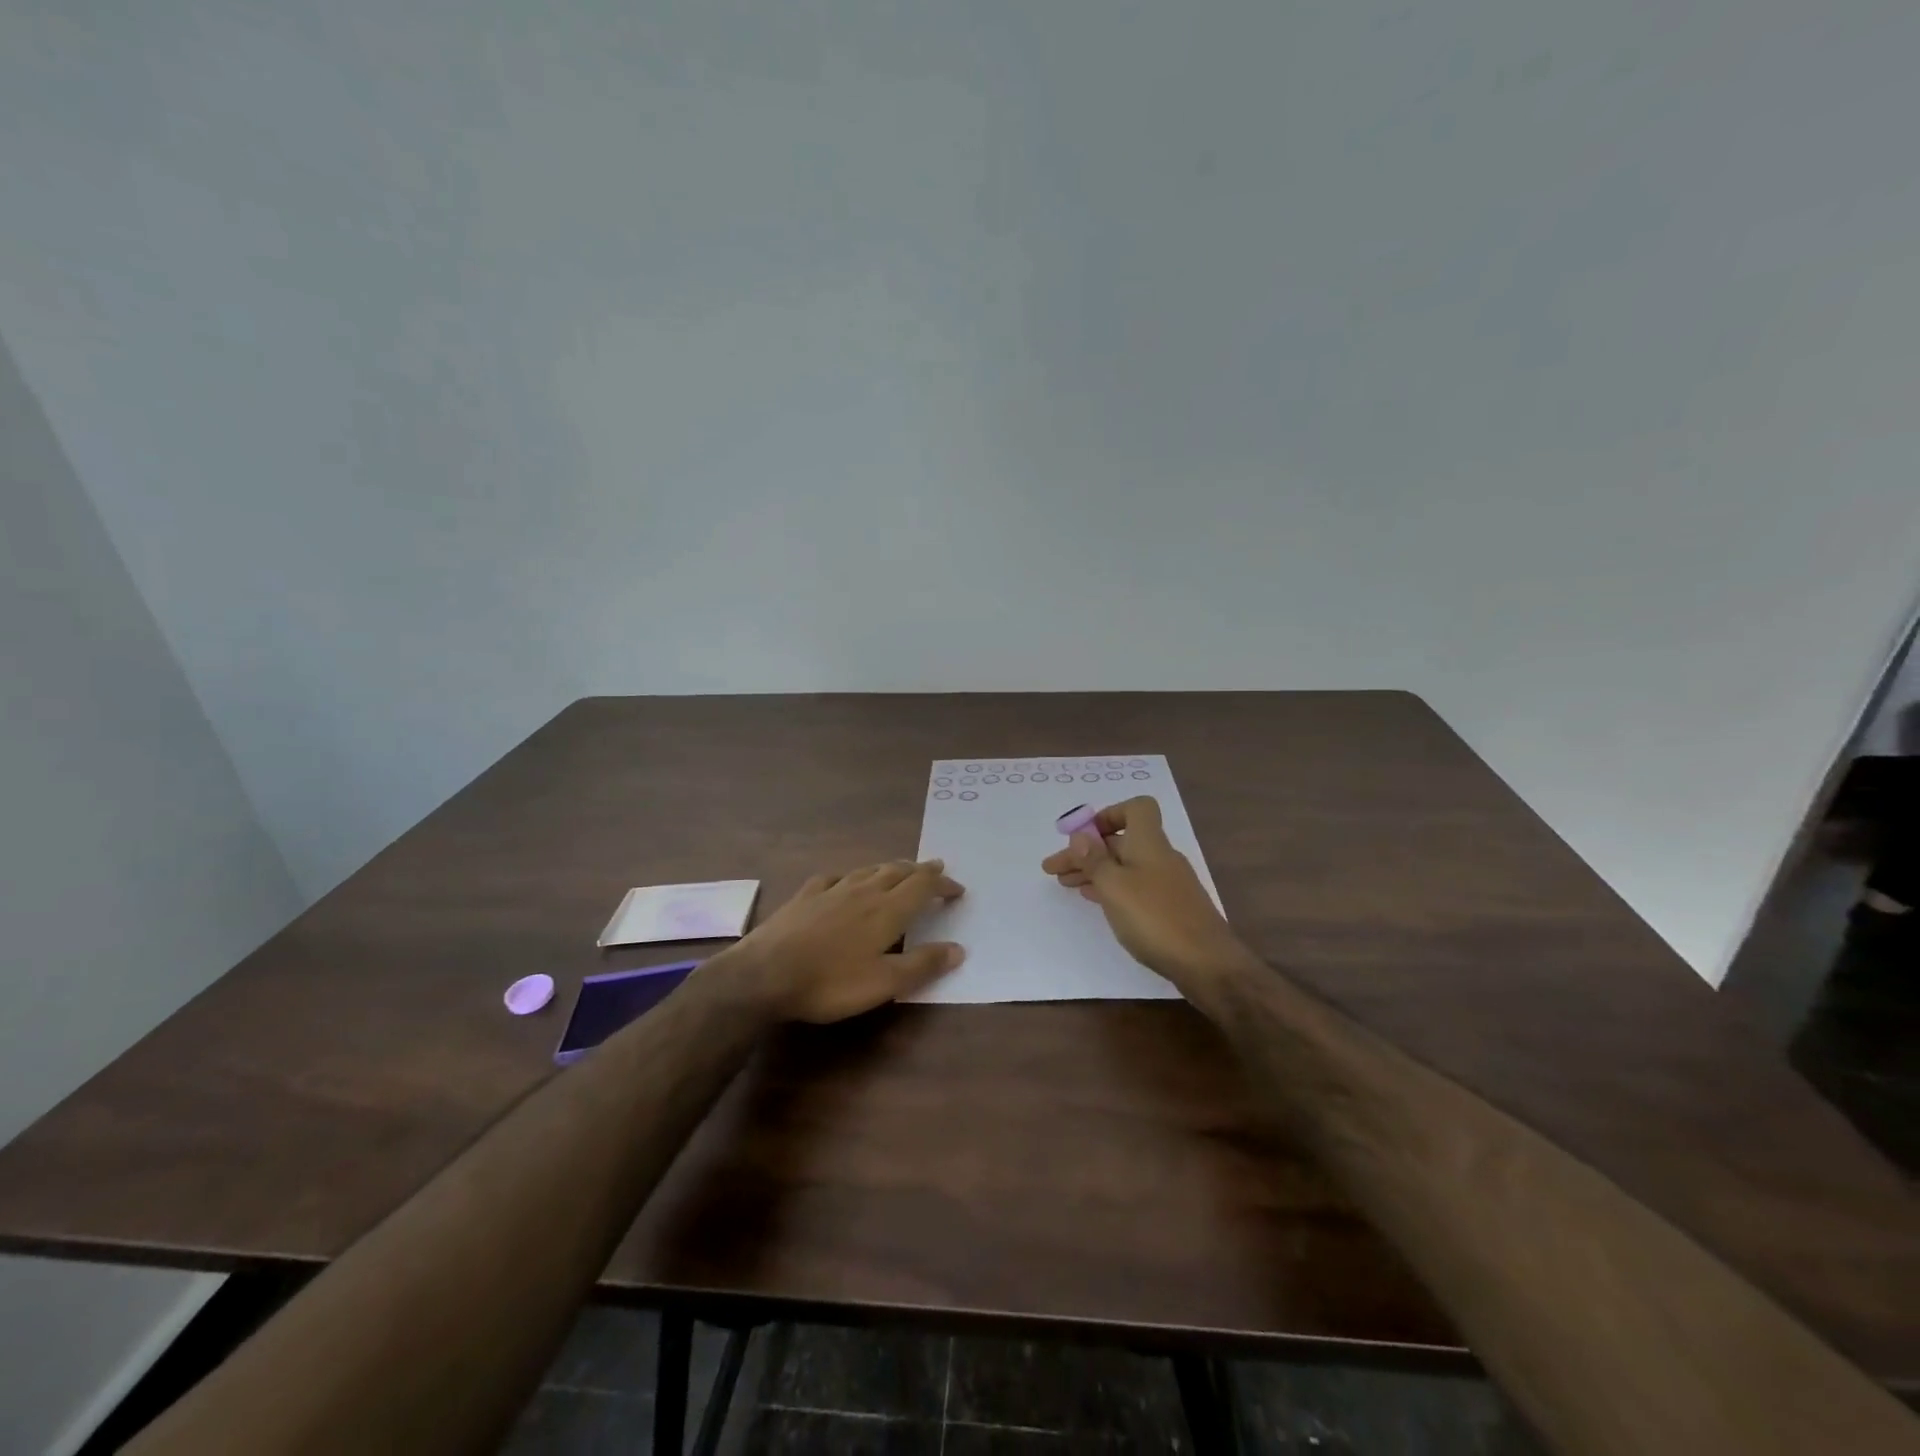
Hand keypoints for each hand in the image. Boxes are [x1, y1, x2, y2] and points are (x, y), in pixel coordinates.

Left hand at [723, 860, 965, 1022]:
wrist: (765, 974)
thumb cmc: (830, 982)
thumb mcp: (883, 983)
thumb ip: (922, 965)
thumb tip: (958, 949)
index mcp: (887, 910)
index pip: (923, 887)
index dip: (943, 884)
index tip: (958, 888)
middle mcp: (863, 891)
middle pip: (898, 871)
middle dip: (920, 870)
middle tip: (935, 869)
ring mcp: (831, 890)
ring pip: (868, 870)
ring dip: (890, 868)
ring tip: (899, 869)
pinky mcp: (805, 896)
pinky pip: (834, 877)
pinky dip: (850, 875)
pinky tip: (845, 880)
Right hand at [1040, 797, 1248, 990]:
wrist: (1206, 963)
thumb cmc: (1154, 918)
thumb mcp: (1114, 886)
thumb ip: (1094, 860)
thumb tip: (1079, 835)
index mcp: (1149, 843)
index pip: (1136, 808)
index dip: (1109, 815)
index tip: (1083, 837)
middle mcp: (1161, 857)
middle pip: (1122, 842)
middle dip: (1087, 852)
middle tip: (1054, 869)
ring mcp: (1168, 883)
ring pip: (1126, 866)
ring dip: (1095, 871)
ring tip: (1066, 885)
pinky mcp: (1171, 908)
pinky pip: (1135, 886)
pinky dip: (1112, 888)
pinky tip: (1097, 901)